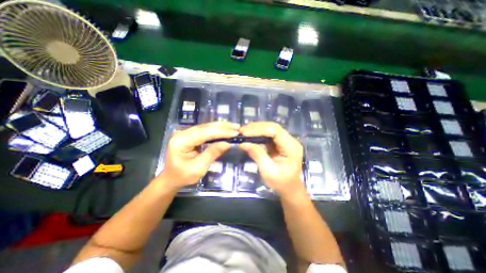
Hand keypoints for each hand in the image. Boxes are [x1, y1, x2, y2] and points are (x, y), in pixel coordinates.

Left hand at [159, 122, 239, 188]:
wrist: (171, 178)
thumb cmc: (183, 176)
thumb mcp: (198, 168)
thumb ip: (212, 153)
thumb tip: (227, 143)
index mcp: (181, 141)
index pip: (204, 133)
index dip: (220, 132)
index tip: (235, 132)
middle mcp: (182, 133)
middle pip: (205, 127)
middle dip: (222, 127)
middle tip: (237, 127)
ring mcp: (186, 133)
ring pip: (206, 126)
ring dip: (221, 127)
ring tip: (234, 127)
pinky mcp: (190, 135)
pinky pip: (205, 130)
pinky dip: (216, 130)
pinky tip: (225, 129)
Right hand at [238, 123, 301, 197]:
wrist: (289, 188)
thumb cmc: (281, 182)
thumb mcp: (268, 171)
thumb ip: (257, 155)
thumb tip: (243, 143)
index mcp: (291, 147)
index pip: (275, 131)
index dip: (259, 130)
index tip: (245, 133)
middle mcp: (290, 140)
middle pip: (273, 127)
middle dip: (257, 127)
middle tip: (242, 130)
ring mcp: (285, 141)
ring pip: (270, 129)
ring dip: (256, 129)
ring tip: (244, 131)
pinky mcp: (279, 143)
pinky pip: (268, 135)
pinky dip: (258, 134)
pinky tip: (250, 135)